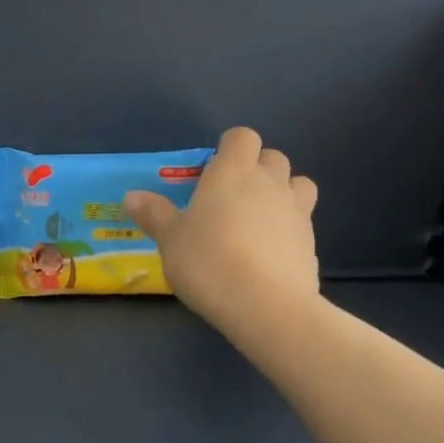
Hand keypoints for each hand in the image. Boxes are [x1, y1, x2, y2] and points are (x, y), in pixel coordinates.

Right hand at [124, 127, 321, 354]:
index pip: (242, 137)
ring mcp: (297, 211)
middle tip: (230, 196)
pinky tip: (267, 253)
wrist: (265, 305)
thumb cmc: (208, 261)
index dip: (229, 148)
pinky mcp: (311, 242)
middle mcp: (269, 182)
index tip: (211, 171)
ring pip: (298, 184)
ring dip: (281, 191)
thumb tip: (132, 196)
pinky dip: (288, 227)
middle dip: (256, 168)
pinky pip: (302, 221)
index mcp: (232, 172)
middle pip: (273, 156)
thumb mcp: (169, 238)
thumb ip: (154, 214)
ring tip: (257, 218)